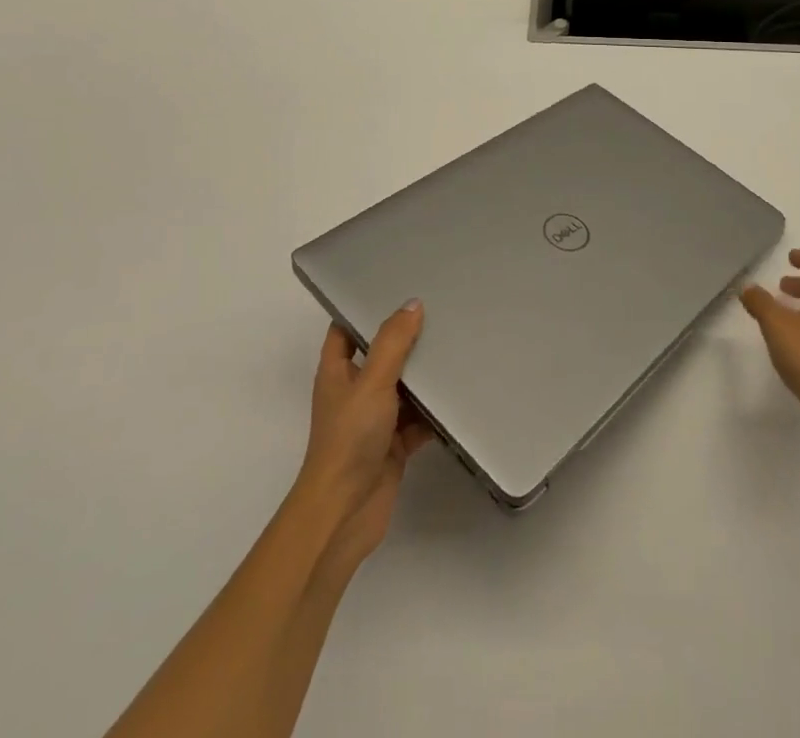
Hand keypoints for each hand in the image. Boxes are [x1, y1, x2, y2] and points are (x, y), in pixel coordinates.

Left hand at [294, 301, 433, 569]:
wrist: (345, 513)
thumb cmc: (349, 438)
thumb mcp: (372, 382)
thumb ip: (393, 343)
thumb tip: (413, 304)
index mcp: (337, 372)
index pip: (345, 330)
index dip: (363, 309)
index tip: (393, 287)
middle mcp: (354, 392)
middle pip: (381, 356)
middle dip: (406, 338)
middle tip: (439, 311)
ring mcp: (374, 420)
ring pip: (403, 388)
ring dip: (424, 375)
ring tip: (457, 345)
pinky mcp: (394, 445)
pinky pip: (419, 419)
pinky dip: (436, 410)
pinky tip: (461, 394)